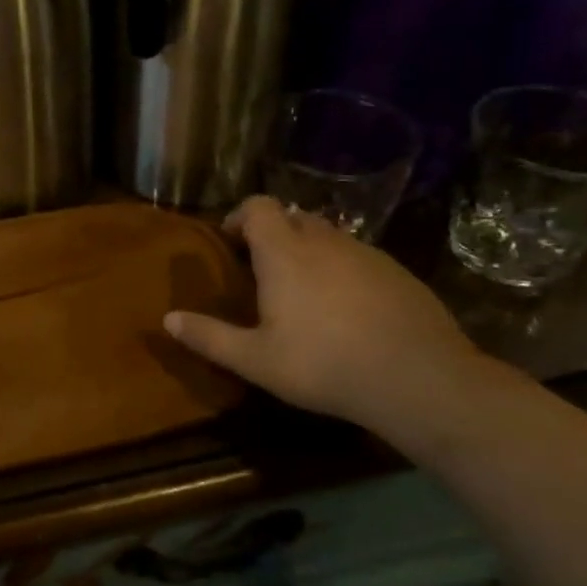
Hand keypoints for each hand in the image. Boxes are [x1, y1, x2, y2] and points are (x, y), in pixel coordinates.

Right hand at [164, 196, 487, 438]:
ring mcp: (367, 254)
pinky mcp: (399, 273)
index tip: (231, 243)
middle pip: (293, 217)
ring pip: (329, 237)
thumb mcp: (256, 359)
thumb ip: (209, 337)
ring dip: (310, 252)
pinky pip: (359, 258)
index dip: (240, 217)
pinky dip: (343, 271)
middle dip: (274, 235)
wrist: (419, 379)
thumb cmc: (324, 364)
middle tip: (262, 271)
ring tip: (304, 294)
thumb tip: (168, 319)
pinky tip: (347, 311)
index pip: (258, 206)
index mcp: (285, 253)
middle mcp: (325, 241)